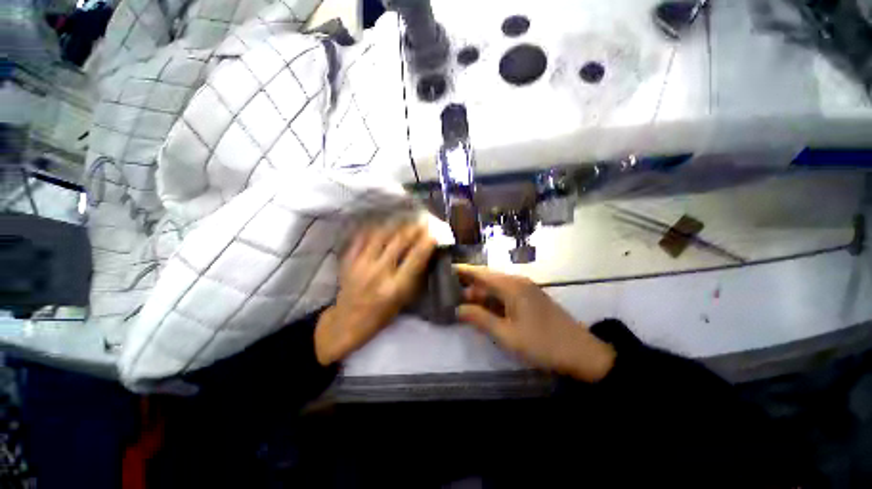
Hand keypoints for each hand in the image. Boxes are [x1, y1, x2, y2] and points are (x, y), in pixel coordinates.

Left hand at [315, 223, 435, 364]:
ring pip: (381, 235)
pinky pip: (362, 237)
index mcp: (395, 287)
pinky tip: (382, 224)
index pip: (415, 259)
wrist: (347, 322)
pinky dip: (374, 228)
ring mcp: (361, 264)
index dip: (426, 244)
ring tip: (405, 220)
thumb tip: (426, 256)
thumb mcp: (403, 301)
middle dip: (413, 229)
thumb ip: (414, 278)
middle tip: (422, 221)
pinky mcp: (348, 260)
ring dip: (396, 225)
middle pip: (399, 242)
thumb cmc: (381, 315)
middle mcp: (378, 272)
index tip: (434, 234)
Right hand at [455, 265, 615, 382]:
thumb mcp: (507, 334)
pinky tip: (483, 308)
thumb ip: (480, 319)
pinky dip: (491, 299)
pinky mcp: (530, 297)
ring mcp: (525, 289)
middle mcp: (517, 281)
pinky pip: (505, 294)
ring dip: (479, 294)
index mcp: (511, 286)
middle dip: (468, 286)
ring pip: (495, 287)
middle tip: (448, 293)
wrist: (582, 353)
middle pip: (487, 279)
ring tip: (460, 301)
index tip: (445, 269)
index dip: (462, 271)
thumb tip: (458, 309)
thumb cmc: (542, 343)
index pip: (480, 273)